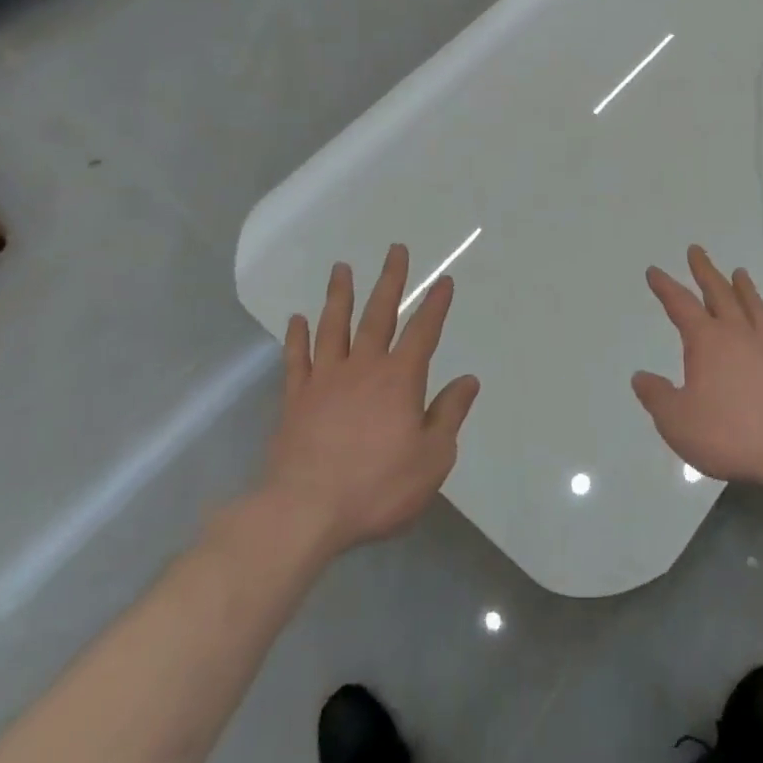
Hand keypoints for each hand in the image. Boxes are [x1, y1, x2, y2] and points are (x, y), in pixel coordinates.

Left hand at [260, 244, 479, 555]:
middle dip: (390, 281)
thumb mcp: (432, 457)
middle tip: (395, 250)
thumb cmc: (377, 487)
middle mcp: (363, 368)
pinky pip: (296, 359)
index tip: (444, 281)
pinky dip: (297, 336)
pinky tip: (297, 319)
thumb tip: (468, 380)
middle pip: (379, 315)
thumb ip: (449, 414)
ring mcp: (324, 381)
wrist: (304, 513)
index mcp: (400, 379)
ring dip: (339, 295)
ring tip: (342, 268)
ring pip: (333, 326)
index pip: (424, 331)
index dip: (436, 305)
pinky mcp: (294, 400)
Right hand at [632, 246, 762, 486]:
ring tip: (738, 272)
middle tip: (696, 251)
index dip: (665, 287)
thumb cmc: (729, 433)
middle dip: (704, 271)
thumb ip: (657, 396)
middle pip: (719, 293)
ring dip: (741, 286)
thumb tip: (641, 376)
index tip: (654, 271)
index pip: (681, 305)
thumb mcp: (677, 420)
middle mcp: (737, 333)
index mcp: (707, 341)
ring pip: (751, 304)